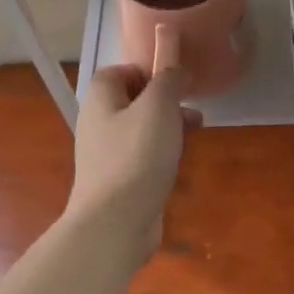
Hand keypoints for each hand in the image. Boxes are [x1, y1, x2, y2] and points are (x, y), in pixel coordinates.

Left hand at [67, 64, 199, 260]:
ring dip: (170, 128)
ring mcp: (107, 155)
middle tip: (191, 111)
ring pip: (142, 130)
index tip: (173, 82)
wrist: (116, 221)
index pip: (118, 71)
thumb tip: (175, 71)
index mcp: (100, 100)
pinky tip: (180, 163)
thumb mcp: (159, 107)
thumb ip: (168, 81)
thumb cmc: (136, 155)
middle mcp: (98, 124)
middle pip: (133, 101)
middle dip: (166, 102)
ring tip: (195, 134)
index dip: (146, 71)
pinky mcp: (119, 181)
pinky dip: (163, 155)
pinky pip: (143, 157)